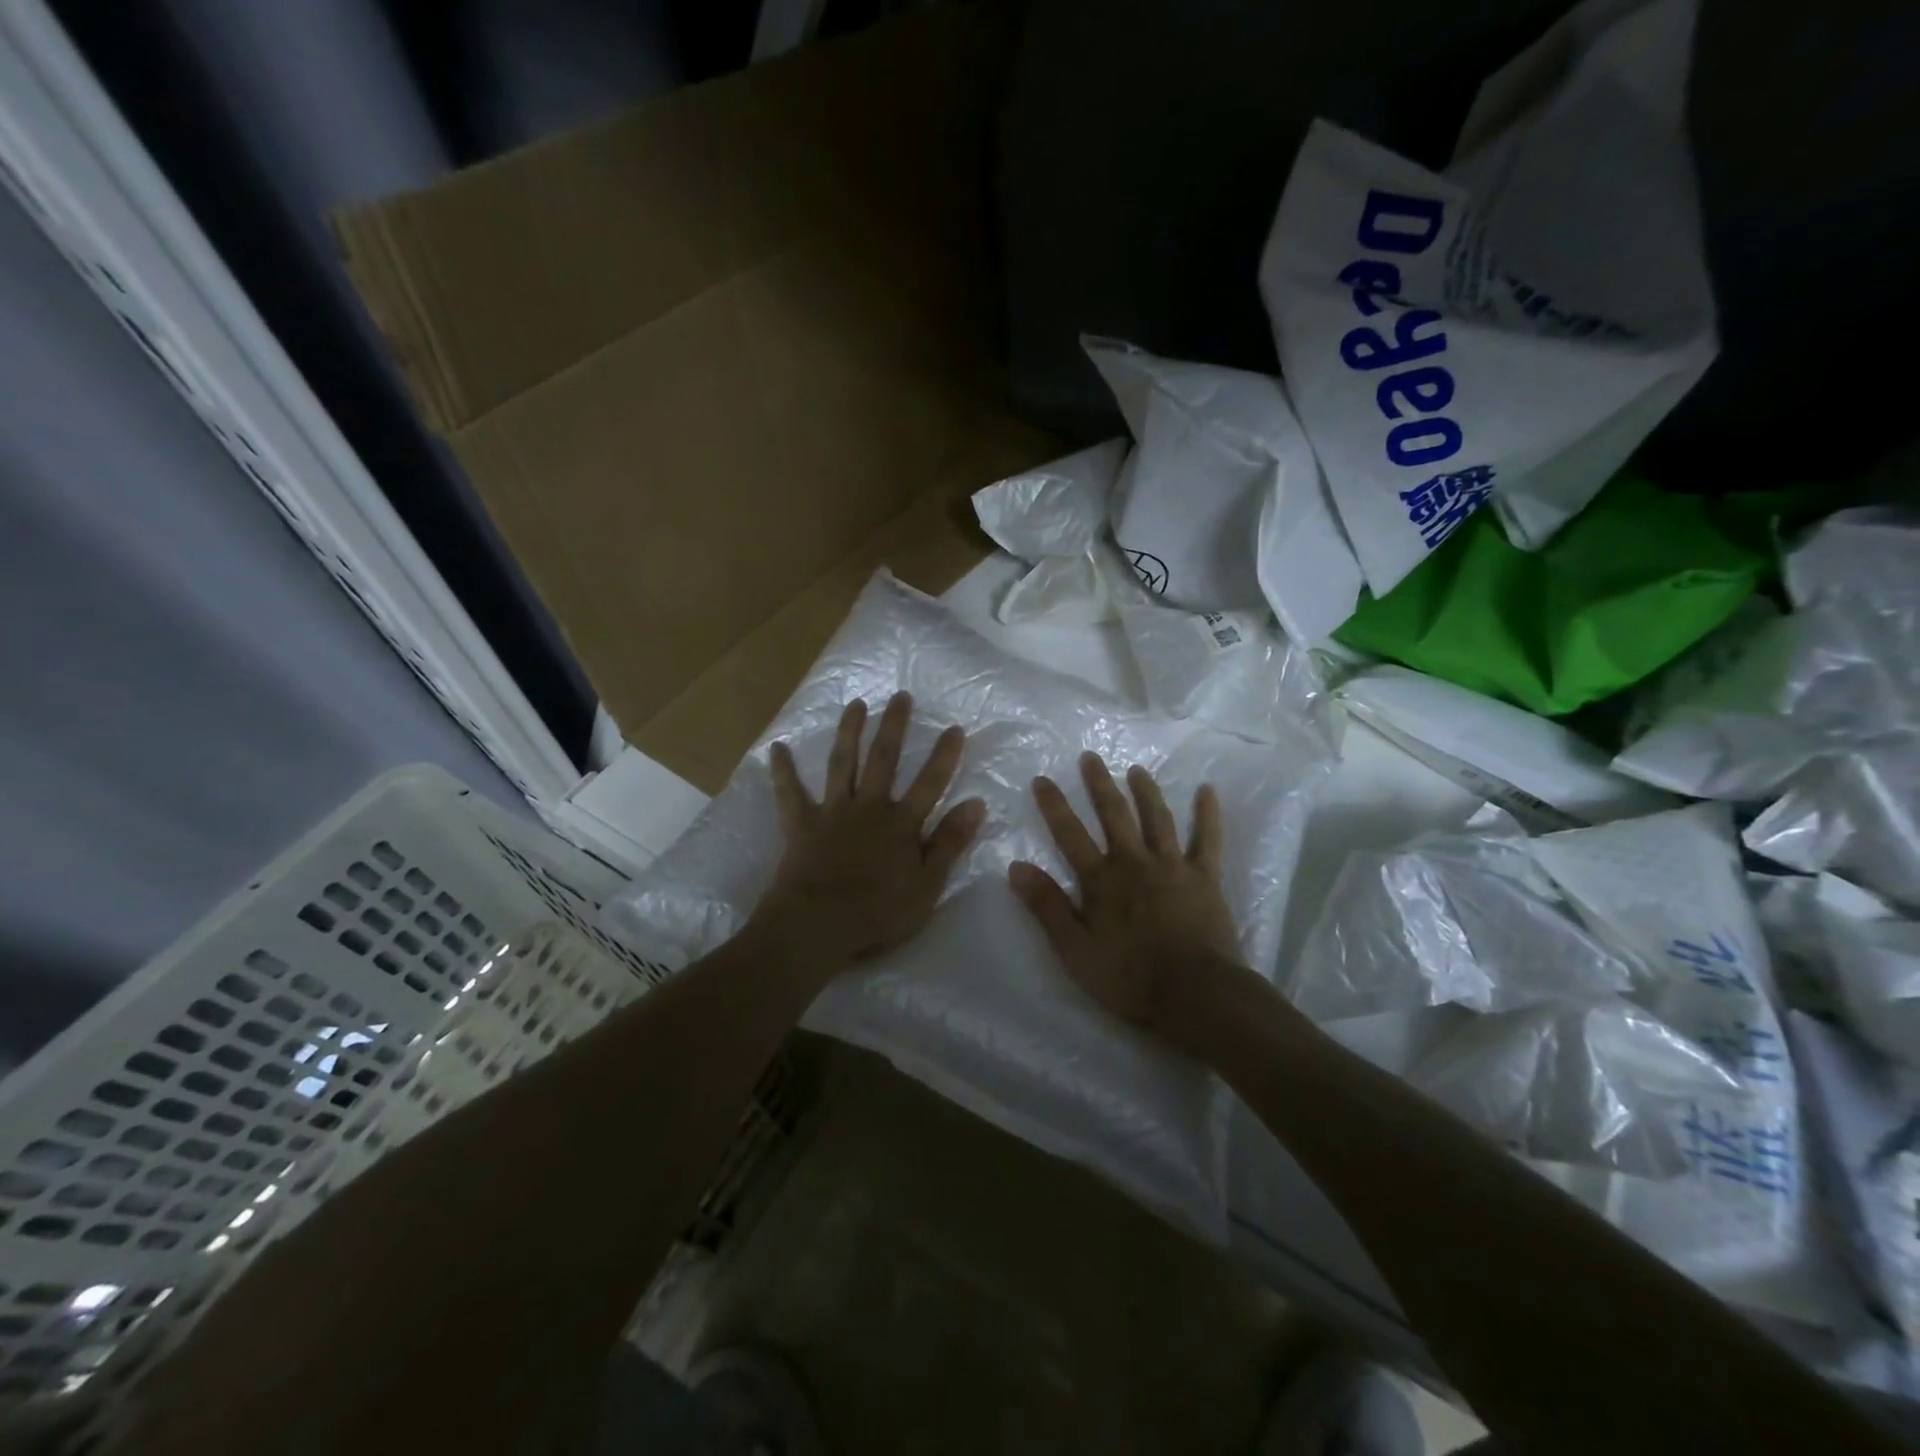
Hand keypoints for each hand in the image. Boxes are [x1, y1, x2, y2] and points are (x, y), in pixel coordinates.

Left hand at [756, 693, 985, 970]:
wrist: (818, 926)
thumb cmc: (878, 913)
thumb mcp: (927, 885)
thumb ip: (949, 843)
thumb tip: (976, 804)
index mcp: (901, 824)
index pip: (930, 783)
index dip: (944, 756)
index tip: (953, 727)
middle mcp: (868, 808)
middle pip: (884, 760)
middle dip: (893, 727)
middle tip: (900, 696)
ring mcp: (833, 813)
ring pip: (842, 764)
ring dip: (849, 732)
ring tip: (855, 704)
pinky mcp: (801, 825)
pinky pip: (790, 794)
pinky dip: (783, 771)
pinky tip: (777, 748)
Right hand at [1010, 754, 1245, 1054]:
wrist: (1196, 994)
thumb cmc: (1129, 977)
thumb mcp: (1075, 949)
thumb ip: (1047, 907)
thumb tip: (1016, 867)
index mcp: (1101, 880)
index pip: (1070, 835)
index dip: (1054, 806)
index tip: (1042, 779)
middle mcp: (1134, 862)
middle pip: (1114, 815)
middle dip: (1099, 784)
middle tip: (1091, 757)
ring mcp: (1173, 867)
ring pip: (1157, 819)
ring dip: (1146, 792)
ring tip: (1137, 770)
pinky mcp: (1205, 878)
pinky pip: (1207, 840)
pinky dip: (1208, 815)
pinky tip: (1208, 791)